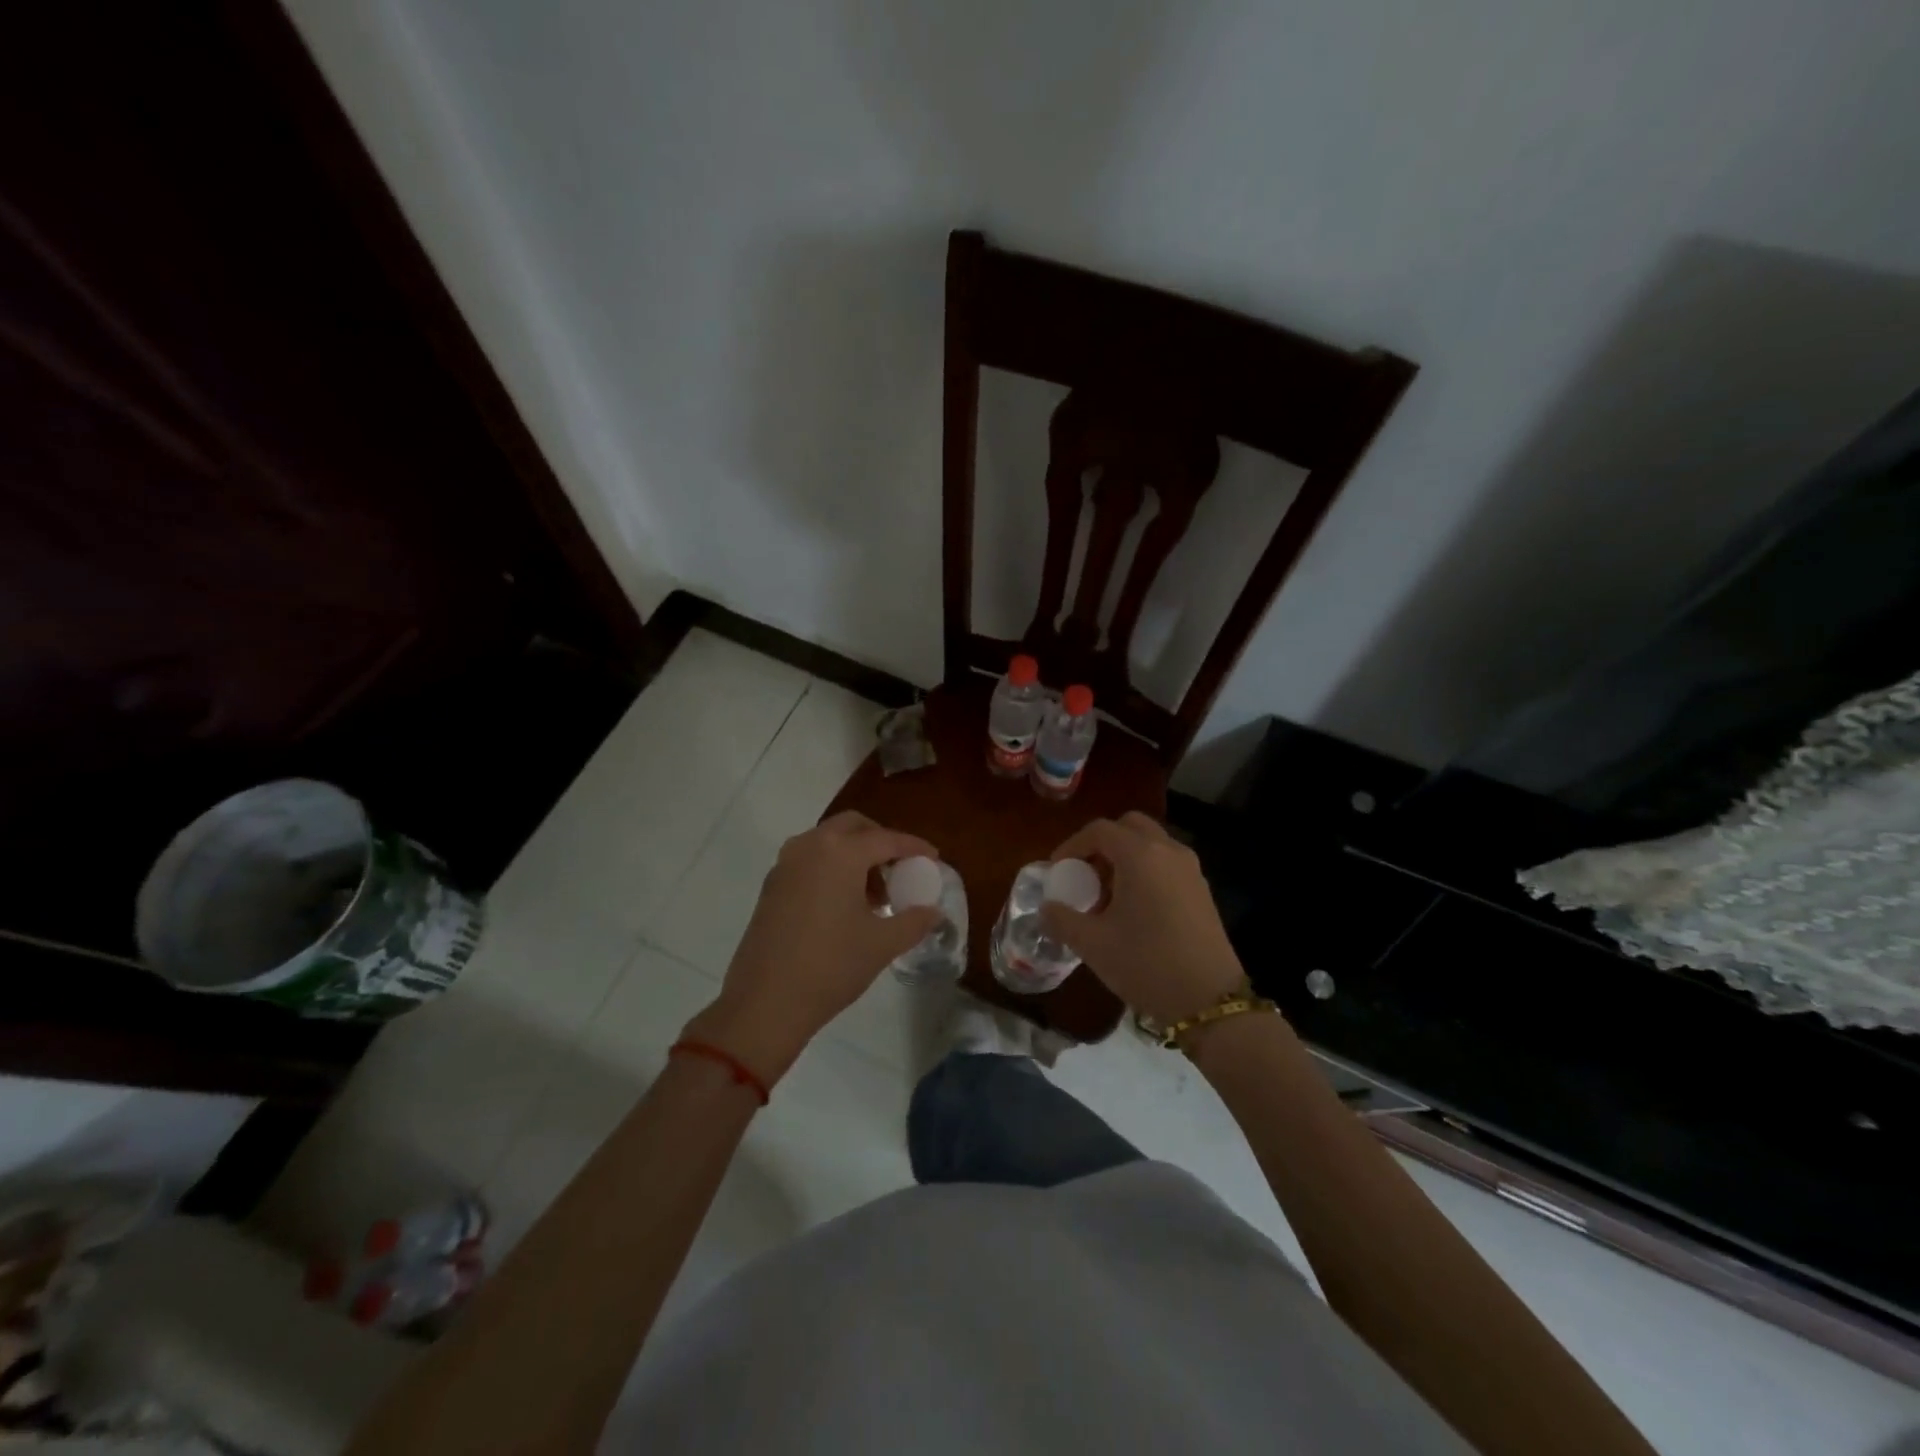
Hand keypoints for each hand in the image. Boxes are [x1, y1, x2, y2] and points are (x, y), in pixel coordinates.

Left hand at [684, 812, 941, 1086]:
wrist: (765, 1002)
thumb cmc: (831, 966)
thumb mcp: (882, 944)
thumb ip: (914, 921)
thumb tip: (933, 912)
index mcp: (840, 852)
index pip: (886, 839)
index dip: (914, 847)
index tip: (933, 858)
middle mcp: (810, 846)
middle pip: (853, 827)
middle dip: (880, 841)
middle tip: (900, 869)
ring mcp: (785, 864)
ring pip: (828, 842)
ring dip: (855, 856)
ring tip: (875, 895)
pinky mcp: (771, 886)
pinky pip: (810, 861)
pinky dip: (832, 869)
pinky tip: (844, 905)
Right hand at [1040, 812, 1244, 1023]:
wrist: (1209, 1001)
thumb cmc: (1145, 964)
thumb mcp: (1092, 944)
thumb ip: (1061, 919)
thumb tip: (1047, 908)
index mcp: (1140, 855)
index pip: (1100, 830)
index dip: (1072, 845)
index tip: (1058, 870)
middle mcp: (1168, 851)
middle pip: (1130, 827)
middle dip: (1103, 844)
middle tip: (1086, 874)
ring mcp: (1190, 869)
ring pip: (1151, 844)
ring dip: (1125, 858)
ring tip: (1107, 897)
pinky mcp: (1202, 890)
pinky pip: (1167, 864)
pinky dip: (1146, 871)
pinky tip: (1135, 911)